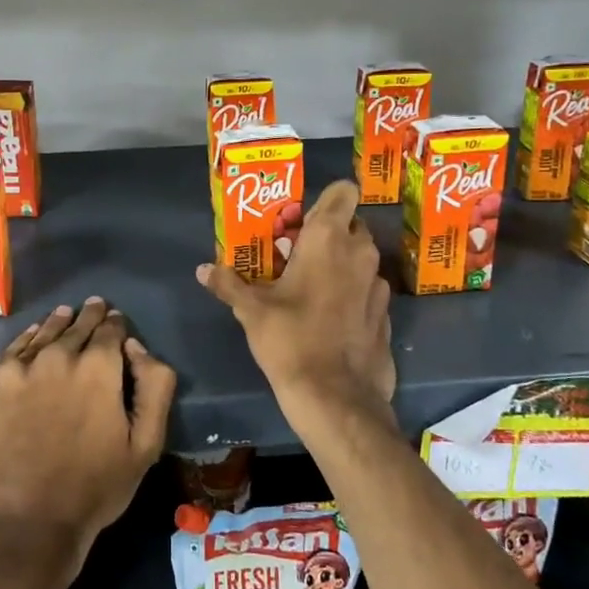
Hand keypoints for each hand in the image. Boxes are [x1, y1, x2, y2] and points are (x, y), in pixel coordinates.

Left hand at [0, 298, 175, 578]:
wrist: (23, 526)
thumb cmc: (94, 489)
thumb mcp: (146, 444)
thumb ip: (154, 385)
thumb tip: (134, 346)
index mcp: (97, 367)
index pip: (110, 328)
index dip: (115, 323)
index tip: (115, 320)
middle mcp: (53, 356)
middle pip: (74, 326)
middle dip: (88, 317)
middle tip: (93, 307)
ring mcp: (11, 370)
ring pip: (39, 335)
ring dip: (54, 325)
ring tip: (62, 316)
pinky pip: (6, 357)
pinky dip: (21, 349)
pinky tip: (26, 350)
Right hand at [197, 180, 395, 424]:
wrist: (336, 397)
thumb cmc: (291, 340)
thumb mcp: (252, 312)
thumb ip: (229, 284)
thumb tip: (202, 269)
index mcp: (329, 239)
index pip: (344, 191)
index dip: (326, 199)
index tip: (302, 220)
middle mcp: (360, 252)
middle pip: (350, 224)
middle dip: (327, 233)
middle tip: (296, 255)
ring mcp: (379, 283)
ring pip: (360, 258)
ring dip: (341, 264)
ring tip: (311, 287)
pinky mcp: (386, 313)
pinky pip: (367, 288)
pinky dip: (352, 293)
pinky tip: (330, 317)